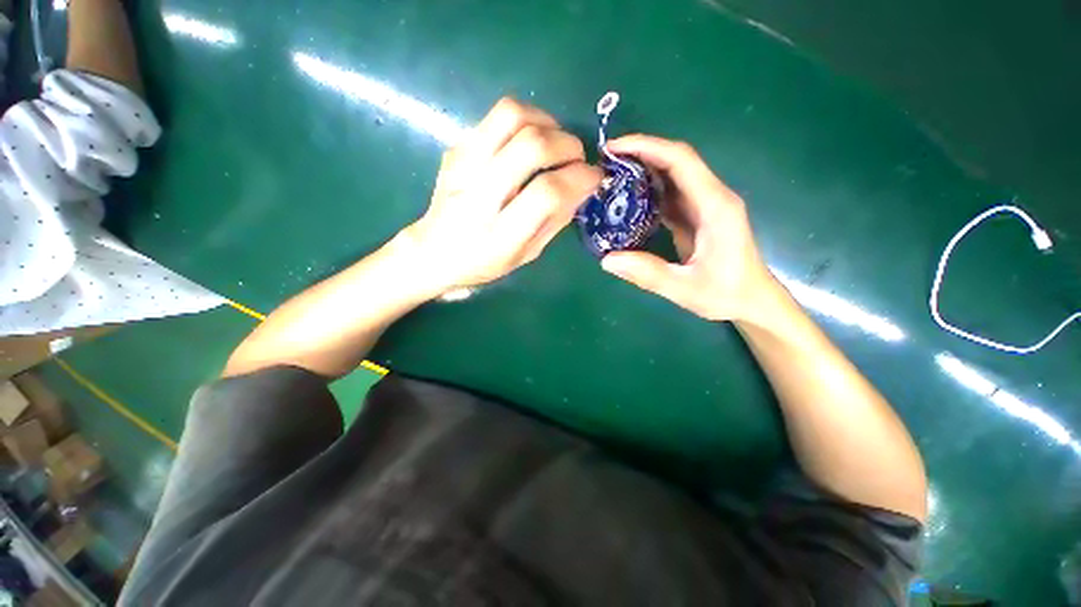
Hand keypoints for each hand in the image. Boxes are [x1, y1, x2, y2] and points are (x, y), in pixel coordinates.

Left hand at [400, 98, 601, 295]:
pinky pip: (498, 115)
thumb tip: (583, 183)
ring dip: (548, 123)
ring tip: (556, 143)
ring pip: (512, 116)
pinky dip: (528, 120)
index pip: (546, 194)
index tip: (594, 177)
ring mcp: (464, 165)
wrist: (434, 250)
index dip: (578, 178)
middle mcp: (478, 196)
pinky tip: (531, 141)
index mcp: (500, 235)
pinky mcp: (457, 147)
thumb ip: (556, 219)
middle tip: (577, 158)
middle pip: (531, 146)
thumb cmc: (485, 261)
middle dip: (568, 145)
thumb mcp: (527, 254)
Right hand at [599, 135, 775, 322]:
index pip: (681, 161)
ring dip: (643, 169)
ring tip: (610, 175)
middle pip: (676, 161)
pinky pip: (671, 194)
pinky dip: (649, 190)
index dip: (647, 147)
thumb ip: (648, 274)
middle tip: (605, 161)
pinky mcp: (698, 216)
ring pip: (673, 175)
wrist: (752, 302)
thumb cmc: (726, 294)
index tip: (613, 148)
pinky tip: (628, 198)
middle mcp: (712, 197)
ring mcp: (705, 205)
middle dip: (641, 153)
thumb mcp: (685, 288)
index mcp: (715, 206)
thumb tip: (607, 260)